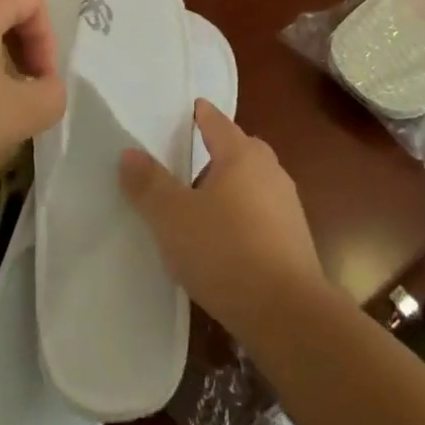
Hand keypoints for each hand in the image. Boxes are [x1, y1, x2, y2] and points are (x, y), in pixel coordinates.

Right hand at [119, 100, 329, 341]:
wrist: (289, 314)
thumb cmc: (225, 252)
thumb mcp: (173, 218)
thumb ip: (149, 184)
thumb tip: (129, 153)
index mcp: (241, 154)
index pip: (216, 121)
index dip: (199, 114)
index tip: (188, 110)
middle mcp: (269, 170)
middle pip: (238, 149)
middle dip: (215, 151)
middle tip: (186, 161)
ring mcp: (287, 205)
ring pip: (252, 183)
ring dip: (229, 188)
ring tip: (201, 206)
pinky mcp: (295, 239)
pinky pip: (262, 214)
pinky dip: (243, 217)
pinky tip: (225, 242)